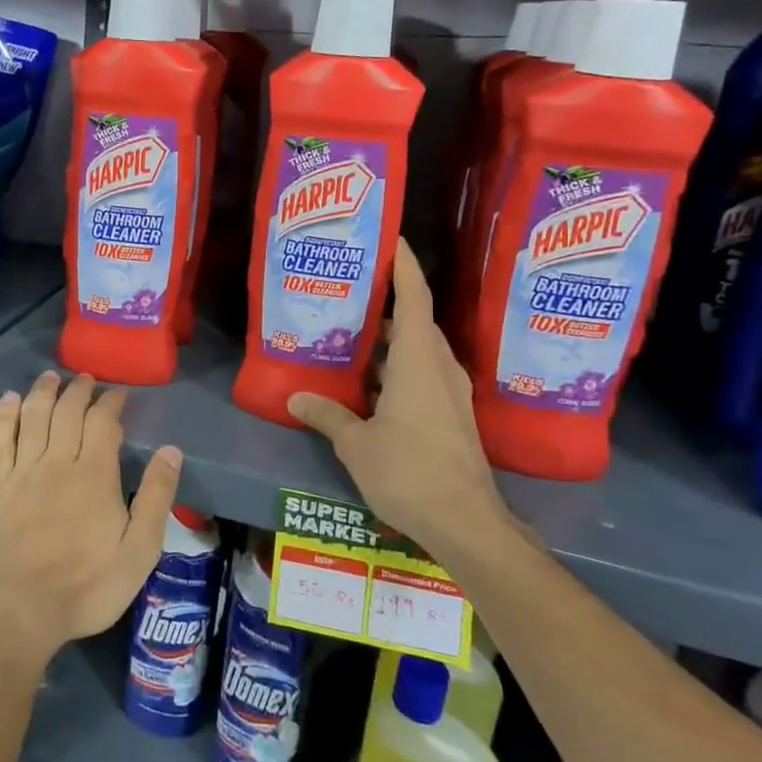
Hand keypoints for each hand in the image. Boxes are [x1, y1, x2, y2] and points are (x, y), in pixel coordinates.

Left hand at [0, 371, 181, 671]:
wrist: (16, 613)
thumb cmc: (84, 588)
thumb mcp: (138, 552)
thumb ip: (156, 498)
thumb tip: (171, 451)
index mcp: (95, 474)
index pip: (104, 422)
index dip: (112, 402)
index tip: (118, 392)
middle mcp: (57, 461)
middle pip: (68, 411)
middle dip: (79, 390)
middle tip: (86, 379)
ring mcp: (22, 471)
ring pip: (34, 416)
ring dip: (43, 392)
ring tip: (51, 377)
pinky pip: (1, 439)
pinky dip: (6, 415)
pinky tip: (11, 400)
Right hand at [287, 241, 512, 560]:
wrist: (466, 523)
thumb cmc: (408, 472)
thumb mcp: (356, 444)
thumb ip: (327, 415)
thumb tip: (295, 399)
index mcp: (418, 362)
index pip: (415, 298)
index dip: (404, 266)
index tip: (390, 239)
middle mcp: (439, 368)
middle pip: (416, 321)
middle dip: (388, 302)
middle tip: (351, 288)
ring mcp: (450, 393)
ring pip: (419, 350)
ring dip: (390, 339)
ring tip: (352, 332)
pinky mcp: (452, 415)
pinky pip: (423, 374)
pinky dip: (397, 367)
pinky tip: (369, 381)